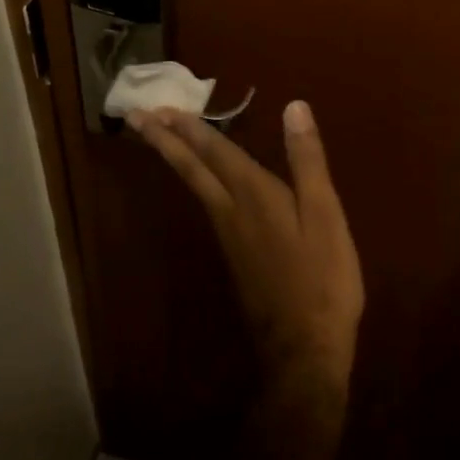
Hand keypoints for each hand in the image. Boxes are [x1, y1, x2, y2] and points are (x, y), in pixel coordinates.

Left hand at [130, 101, 363, 425]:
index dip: (189, 126)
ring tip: (160, 137)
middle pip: (192, 168)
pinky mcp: (235, 257)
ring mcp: (229, 236)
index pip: (215, 151)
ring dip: (175, 156)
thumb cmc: (322, 279)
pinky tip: (202, 180)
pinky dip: (195, 180)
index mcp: (254, 195)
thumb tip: (294, 106)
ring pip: (195, 186)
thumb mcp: (325, 214)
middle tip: (134, 117)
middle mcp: (231, 211)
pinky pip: (207, 203)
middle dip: (164, 140)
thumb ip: (307, 160)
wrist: (305, 353)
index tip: (158, 106)